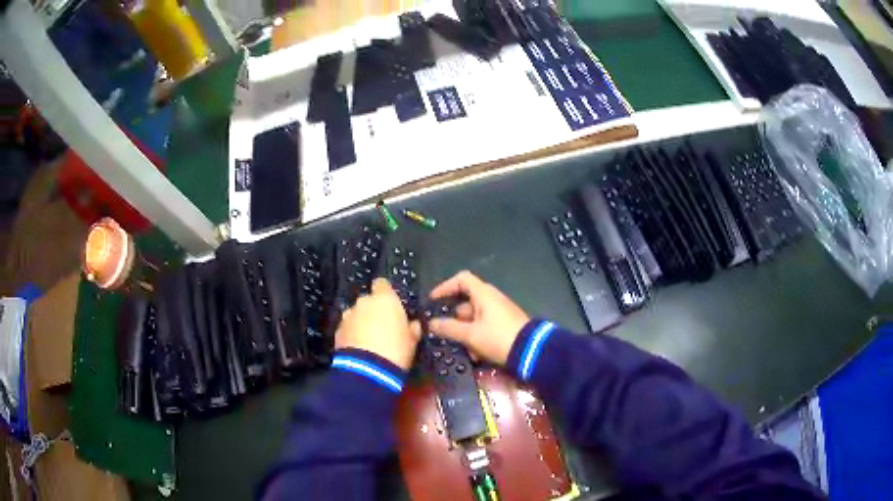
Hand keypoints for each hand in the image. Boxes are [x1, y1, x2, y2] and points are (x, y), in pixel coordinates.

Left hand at [335, 279, 420, 369]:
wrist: (368, 370)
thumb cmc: (396, 349)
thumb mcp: (412, 340)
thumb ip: (412, 328)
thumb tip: (412, 324)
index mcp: (385, 299)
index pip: (382, 284)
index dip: (385, 293)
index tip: (390, 304)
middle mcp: (364, 302)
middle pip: (368, 301)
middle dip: (373, 311)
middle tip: (382, 328)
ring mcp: (348, 316)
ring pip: (355, 315)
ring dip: (361, 323)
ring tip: (368, 341)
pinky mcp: (337, 331)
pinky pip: (347, 329)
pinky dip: (352, 335)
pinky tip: (359, 349)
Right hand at [428, 271, 529, 365]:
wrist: (531, 351)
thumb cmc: (498, 338)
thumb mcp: (470, 335)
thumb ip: (449, 328)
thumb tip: (431, 323)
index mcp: (484, 294)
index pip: (462, 279)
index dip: (445, 287)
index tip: (433, 300)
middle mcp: (492, 299)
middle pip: (466, 303)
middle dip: (455, 320)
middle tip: (445, 333)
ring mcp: (499, 312)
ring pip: (474, 319)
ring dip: (466, 333)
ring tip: (465, 350)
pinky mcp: (505, 325)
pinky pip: (485, 327)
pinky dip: (478, 338)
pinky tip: (477, 356)